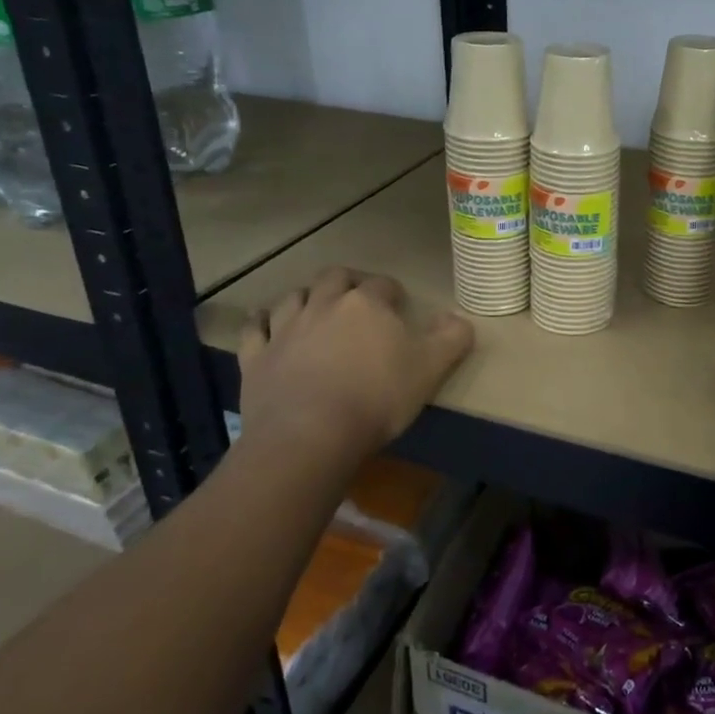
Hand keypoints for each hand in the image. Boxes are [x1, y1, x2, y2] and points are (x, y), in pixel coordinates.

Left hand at [236, 266, 473, 460]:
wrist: (310, 434)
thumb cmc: (378, 397)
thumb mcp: (431, 369)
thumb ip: (452, 339)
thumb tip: (459, 318)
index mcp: (367, 305)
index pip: (383, 285)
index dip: (393, 293)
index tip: (399, 307)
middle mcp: (325, 305)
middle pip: (335, 278)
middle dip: (348, 283)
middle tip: (358, 299)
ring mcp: (285, 329)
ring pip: (294, 298)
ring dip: (306, 298)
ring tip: (315, 309)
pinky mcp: (256, 357)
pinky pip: (254, 328)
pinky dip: (261, 322)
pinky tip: (265, 323)